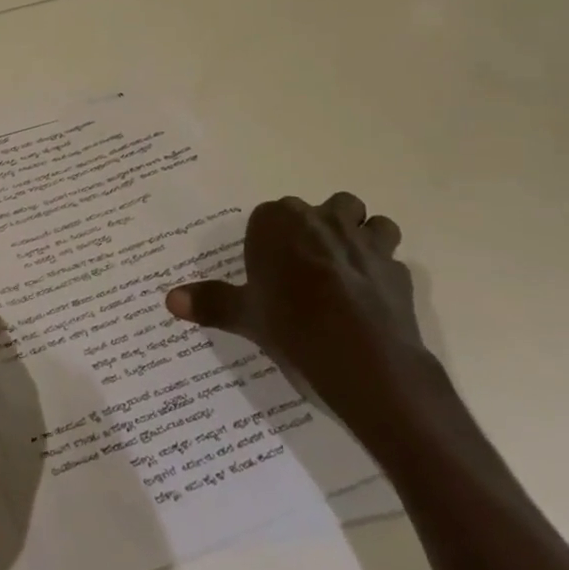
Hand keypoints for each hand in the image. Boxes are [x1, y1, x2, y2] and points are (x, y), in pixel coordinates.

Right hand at [165, 192, 438, 437]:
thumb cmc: (292, 326)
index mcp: (279, 222)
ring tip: (347, 269)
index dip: (271, 238)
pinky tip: (371, 298)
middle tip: (306, 265)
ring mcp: (366, 243)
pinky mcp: (398, 273)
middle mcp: (322, 220)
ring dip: (363, 236)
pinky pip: (392, 261)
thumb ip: (210, 303)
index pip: (270, 215)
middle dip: (319, 227)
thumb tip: (170, 300)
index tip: (270, 266)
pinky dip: (383, 272)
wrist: (365, 362)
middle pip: (324, 208)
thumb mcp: (244, 316)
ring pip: (371, 222)